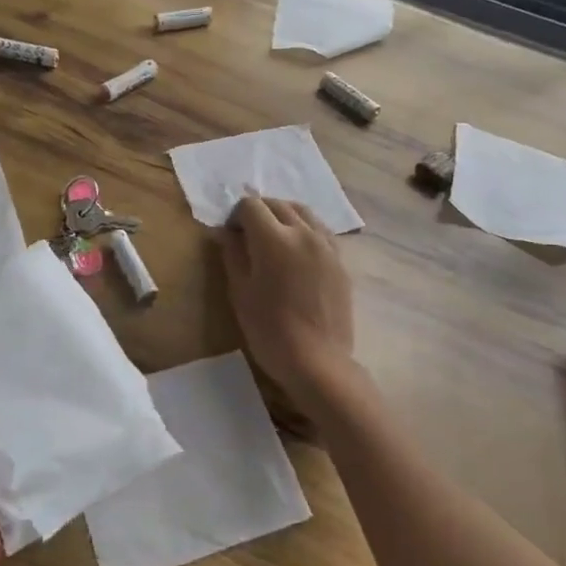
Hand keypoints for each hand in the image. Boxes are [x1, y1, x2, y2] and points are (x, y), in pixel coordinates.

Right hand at [222, 196, 357, 407]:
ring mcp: (326, 245)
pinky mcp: (340, 260)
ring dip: (283, 215)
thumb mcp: (240, 292)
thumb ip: (232, 255)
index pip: (251, 206)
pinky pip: (320, 230)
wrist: (318, 362)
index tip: (230, 235)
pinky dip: (304, 228)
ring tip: (272, 237)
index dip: (235, 216)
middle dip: (259, 212)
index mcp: (274, 239)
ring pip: (303, 212)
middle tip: (247, 235)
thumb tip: (225, 233)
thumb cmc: (270, 330)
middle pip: (278, 204)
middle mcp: (303, 233)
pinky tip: (297, 249)